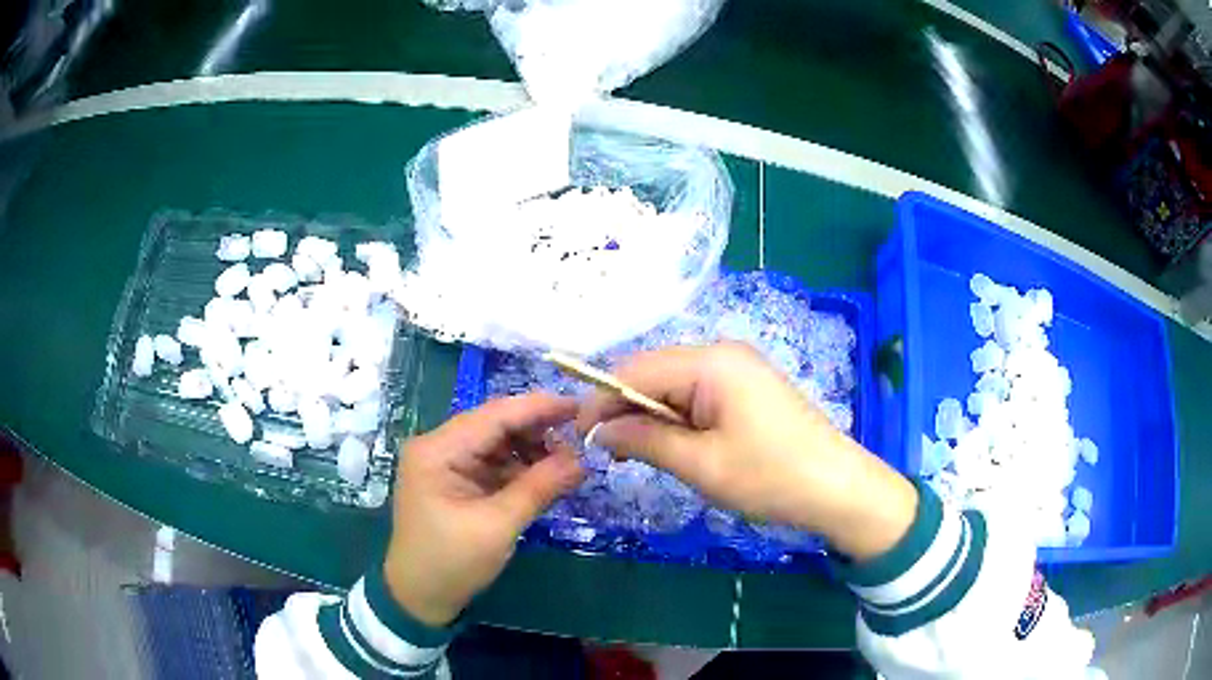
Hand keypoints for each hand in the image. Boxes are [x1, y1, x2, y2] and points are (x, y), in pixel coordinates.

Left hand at [384, 394, 584, 626]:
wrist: (419, 598)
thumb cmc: (452, 562)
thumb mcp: (498, 526)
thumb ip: (538, 488)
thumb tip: (581, 460)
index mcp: (437, 450)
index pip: (494, 415)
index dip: (538, 408)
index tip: (580, 406)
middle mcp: (437, 447)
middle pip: (494, 425)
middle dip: (537, 431)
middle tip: (581, 437)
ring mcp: (445, 463)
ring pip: (496, 443)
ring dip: (531, 451)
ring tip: (568, 463)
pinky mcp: (454, 480)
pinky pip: (492, 463)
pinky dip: (519, 468)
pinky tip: (546, 476)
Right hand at [576, 342, 916, 561]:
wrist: (838, 488)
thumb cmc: (770, 477)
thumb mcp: (701, 464)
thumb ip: (645, 440)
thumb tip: (600, 430)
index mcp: (711, 362)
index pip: (636, 369)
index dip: (601, 399)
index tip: (579, 435)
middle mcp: (722, 352)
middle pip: (653, 371)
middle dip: (624, 407)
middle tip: (607, 450)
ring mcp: (738, 368)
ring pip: (673, 384)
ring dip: (649, 415)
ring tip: (634, 452)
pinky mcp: (747, 387)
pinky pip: (697, 394)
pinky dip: (676, 417)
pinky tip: (669, 443)